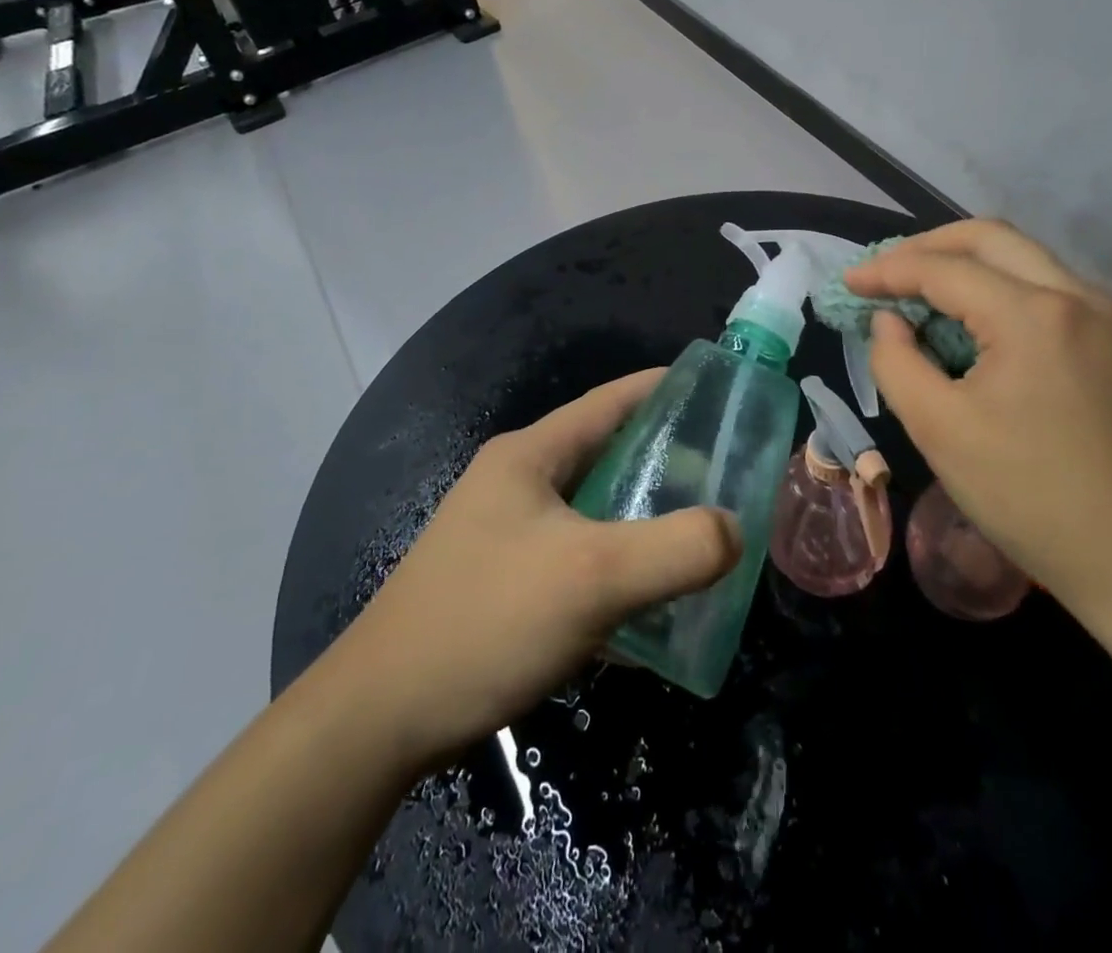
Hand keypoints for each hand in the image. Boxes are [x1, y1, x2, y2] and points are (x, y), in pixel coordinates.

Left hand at [333, 370, 741, 770]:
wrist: (377, 721)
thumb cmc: (487, 622)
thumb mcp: (593, 578)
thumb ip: (676, 549)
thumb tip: (734, 531)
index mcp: (529, 456)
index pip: (609, 401)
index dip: (663, 389)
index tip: (717, 394)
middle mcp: (515, 483)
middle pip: (604, 456)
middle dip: (663, 461)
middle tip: (722, 476)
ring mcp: (504, 535)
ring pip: (592, 512)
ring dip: (642, 519)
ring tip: (697, 534)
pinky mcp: (502, 584)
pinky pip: (577, 559)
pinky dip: (616, 567)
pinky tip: (649, 601)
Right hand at [846, 220, 1111, 624]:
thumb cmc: (1036, 501)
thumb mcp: (940, 432)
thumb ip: (896, 362)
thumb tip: (890, 322)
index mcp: (1033, 315)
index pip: (944, 268)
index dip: (887, 270)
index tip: (848, 283)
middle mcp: (1078, 297)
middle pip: (991, 238)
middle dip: (928, 246)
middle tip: (884, 273)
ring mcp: (1109, 320)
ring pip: (1024, 260)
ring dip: (966, 265)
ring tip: (920, 295)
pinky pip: (1047, 292)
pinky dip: (999, 290)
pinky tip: (974, 326)